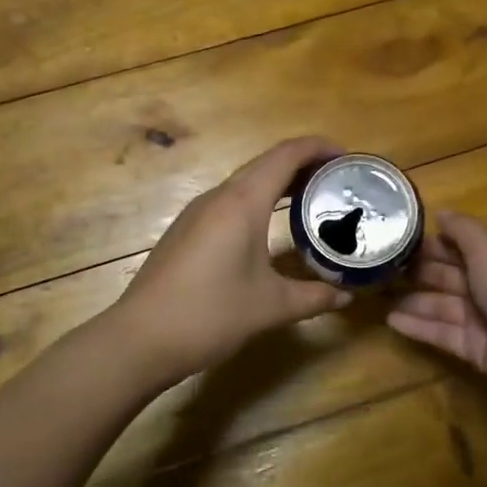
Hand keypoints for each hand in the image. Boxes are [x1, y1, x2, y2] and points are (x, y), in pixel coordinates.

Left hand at [112, 136, 352, 386]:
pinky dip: (258, 200)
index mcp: (242, 203)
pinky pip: (230, 201)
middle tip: (336, 181)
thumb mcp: (271, 307)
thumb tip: (346, 296)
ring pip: (245, 181)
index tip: (347, 157)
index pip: (286, 156)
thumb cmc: (210, 315)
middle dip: (303, 164)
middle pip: (266, 163)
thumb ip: (314, 297)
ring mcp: (197, 213)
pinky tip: (269, 227)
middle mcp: (218, 197)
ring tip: (309, 200)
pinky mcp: (186, 231)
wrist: (140, 339)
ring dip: (278, 182)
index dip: (318, 147)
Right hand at [386, 210, 486, 411]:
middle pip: (448, 273)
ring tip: (376, 295)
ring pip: (441, 304)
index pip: (460, 243)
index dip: (432, 240)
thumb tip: (441, 212)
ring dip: (412, 299)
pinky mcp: (475, 348)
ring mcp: (483, 318)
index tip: (396, 236)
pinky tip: (390, 320)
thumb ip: (462, 229)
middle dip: (417, 270)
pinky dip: (418, 326)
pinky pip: (441, 333)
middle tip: (378, 267)